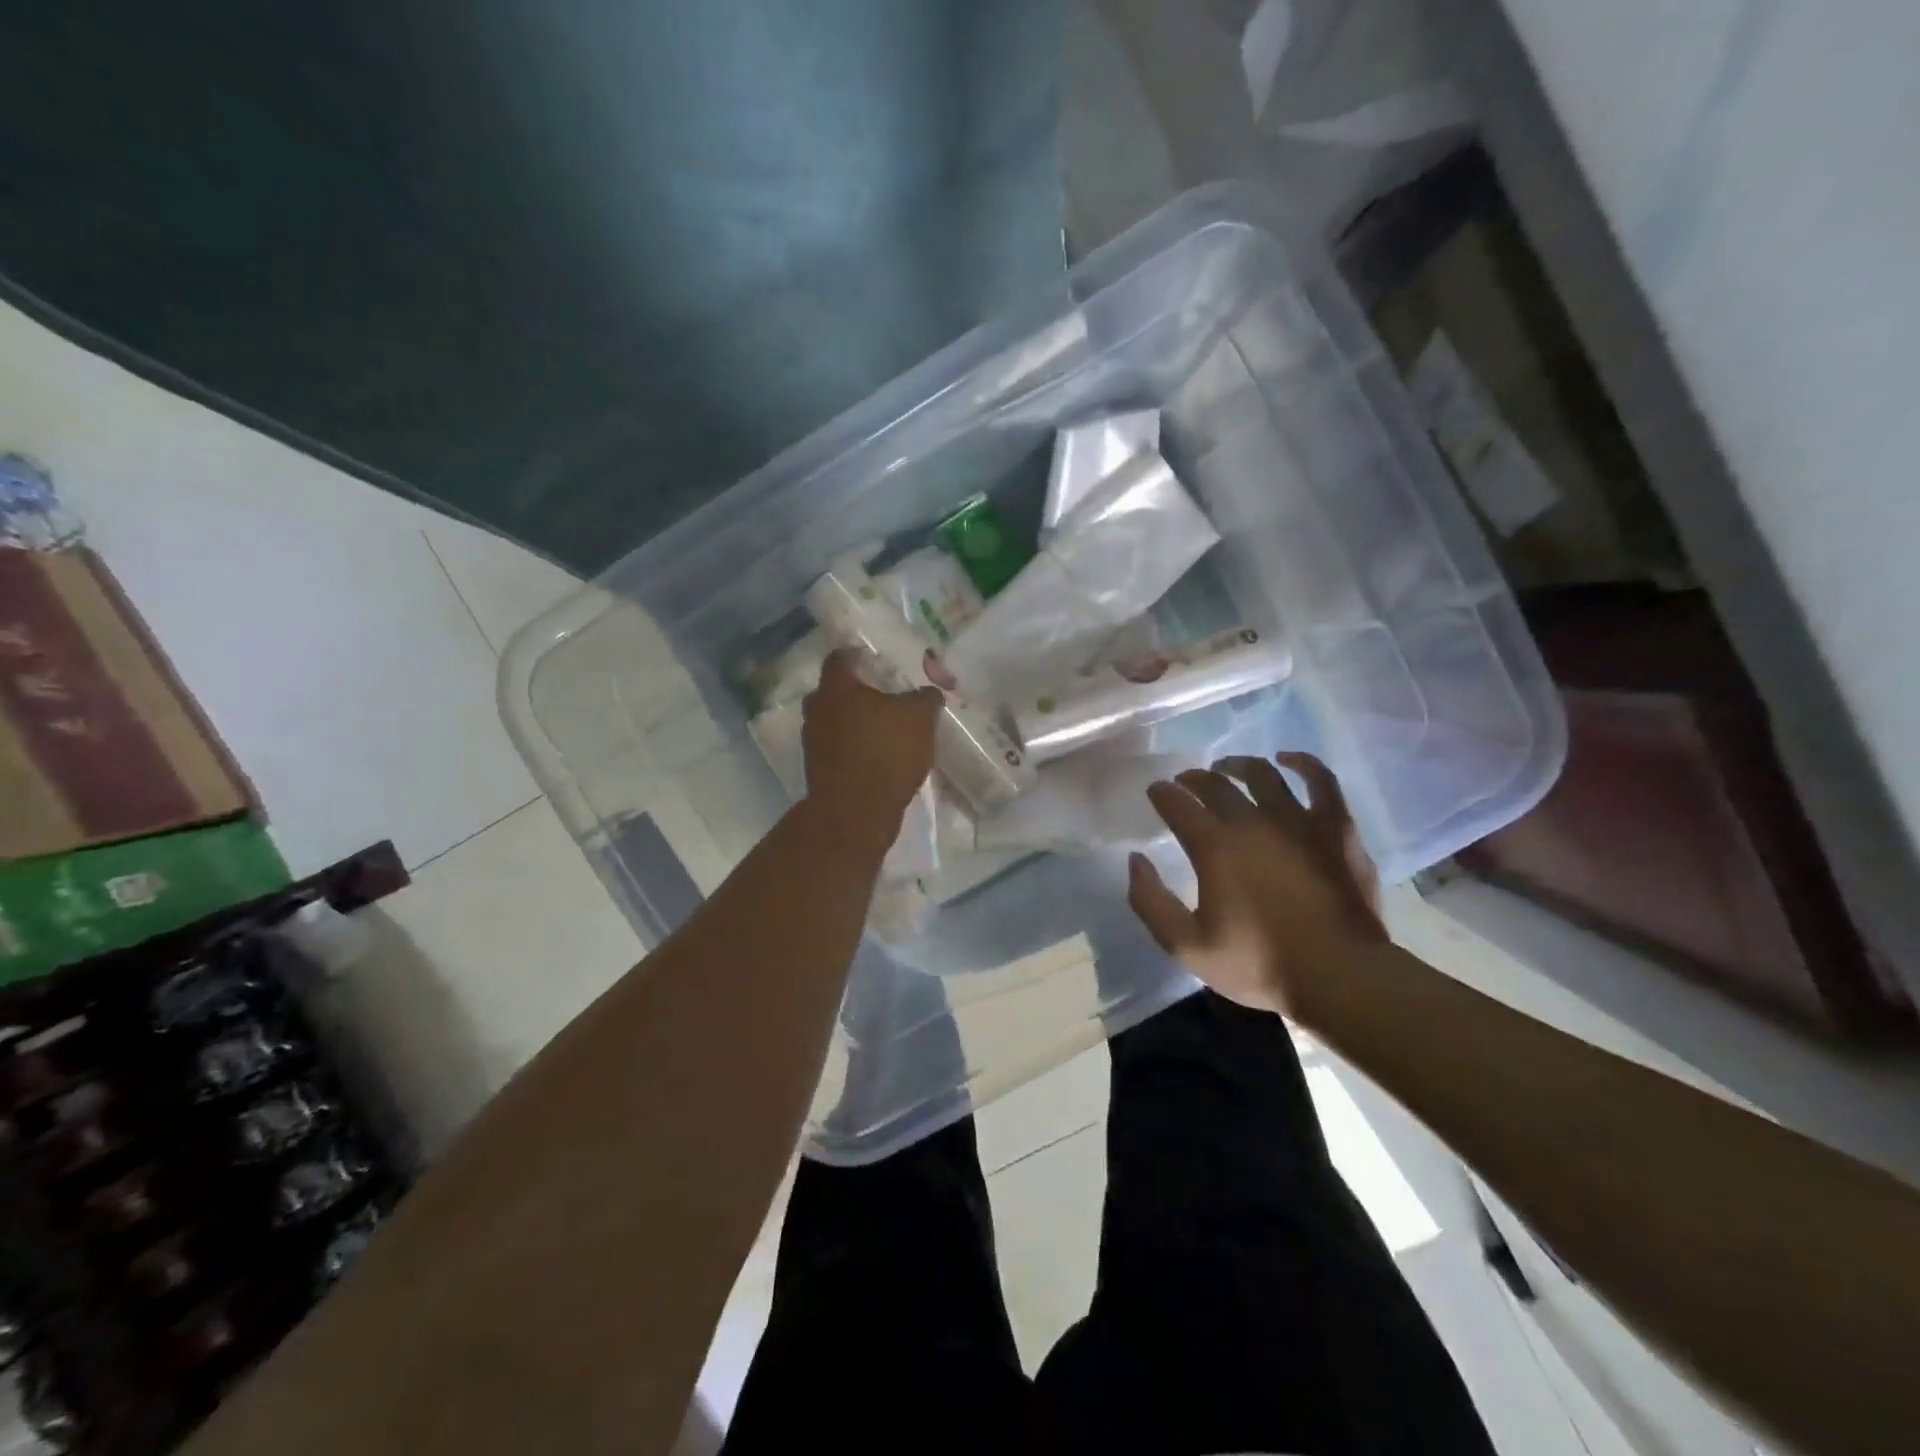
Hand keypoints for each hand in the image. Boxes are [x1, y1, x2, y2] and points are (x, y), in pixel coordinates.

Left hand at [801, 647, 942, 852]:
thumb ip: (926, 698)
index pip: (840, 657)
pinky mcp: (818, 770)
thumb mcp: (920, 718)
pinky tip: (879, 759)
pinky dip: (855, 749)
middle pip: (835, 691)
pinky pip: (838, 749)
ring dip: (856, 724)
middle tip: (886, 698)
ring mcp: (813, 741)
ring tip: (886, 732)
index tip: (878, 662)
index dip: (859, 656)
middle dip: (859, 693)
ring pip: (835, 721)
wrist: (855, 812)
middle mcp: (817, 709)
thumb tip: (929, 692)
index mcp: (836, 687)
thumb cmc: (885, 752)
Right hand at [1128, 753, 1384, 1020]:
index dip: (1162, 794)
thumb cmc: (1259, 963)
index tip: (1156, 792)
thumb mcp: (1187, 946)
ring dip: (1237, 765)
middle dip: (1192, 779)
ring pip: (1262, 774)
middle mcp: (1251, 821)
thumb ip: (1150, 902)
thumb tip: (1136, 860)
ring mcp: (1297, 820)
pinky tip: (1288, 759)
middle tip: (1184, 783)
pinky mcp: (1336, 827)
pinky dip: (1303, 763)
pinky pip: (1321, 781)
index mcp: (1214, 846)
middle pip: (1214, 785)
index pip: (1177, 804)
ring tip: (1226, 768)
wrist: (1340, 977)